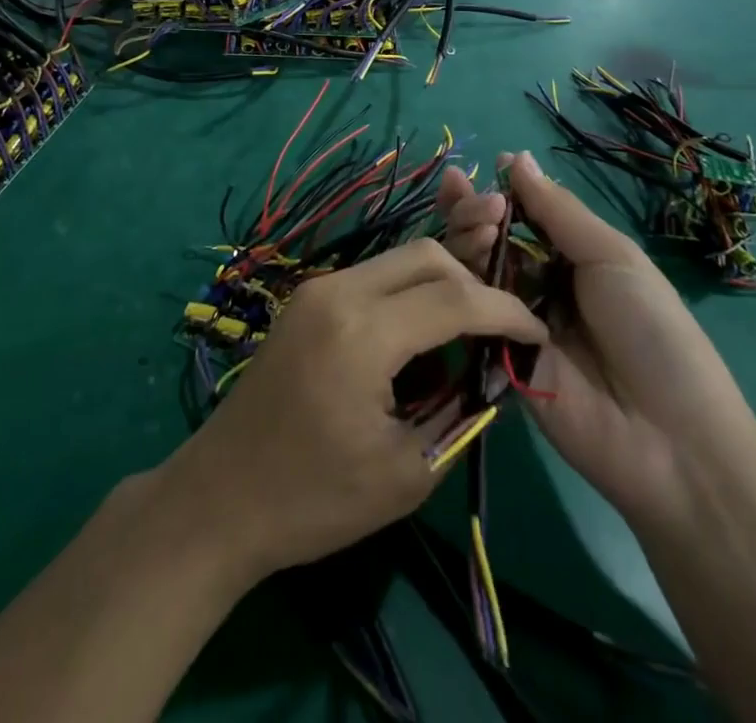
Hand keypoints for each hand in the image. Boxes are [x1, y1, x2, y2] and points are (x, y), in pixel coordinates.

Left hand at [157, 239, 545, 581]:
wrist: (220, 497)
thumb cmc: (313, 499)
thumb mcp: (406, 472)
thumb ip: (457, 413)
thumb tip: (487, 374)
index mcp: (362, 331)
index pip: (454, 298)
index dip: (504, 312)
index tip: (536, 334)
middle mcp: (338, 291)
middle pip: (425, 256)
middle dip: (472, 283)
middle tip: (499, 328)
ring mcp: (316, 289)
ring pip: (397, 261)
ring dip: (438, 285)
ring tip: (464, 335)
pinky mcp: (305, 300)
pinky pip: (372, 278)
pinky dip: (406, 295)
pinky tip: (418, 338)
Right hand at [436, 152, 755, 526]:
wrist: (668, 439)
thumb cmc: (652, 332)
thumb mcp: (613, 256)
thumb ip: (558, 211)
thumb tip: (516, 157)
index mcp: (572, 257)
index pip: (523, 215)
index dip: (498, 192)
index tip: (473, 169)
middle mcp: (537, 283)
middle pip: (491, 238)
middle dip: (473, 209)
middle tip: (465, 194)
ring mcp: (513, 319)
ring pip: (473, 269)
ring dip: (465, 237)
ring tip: (473, 222)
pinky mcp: (494, 355)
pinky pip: (469, 313)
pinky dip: (458, 284)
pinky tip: (455, 261)